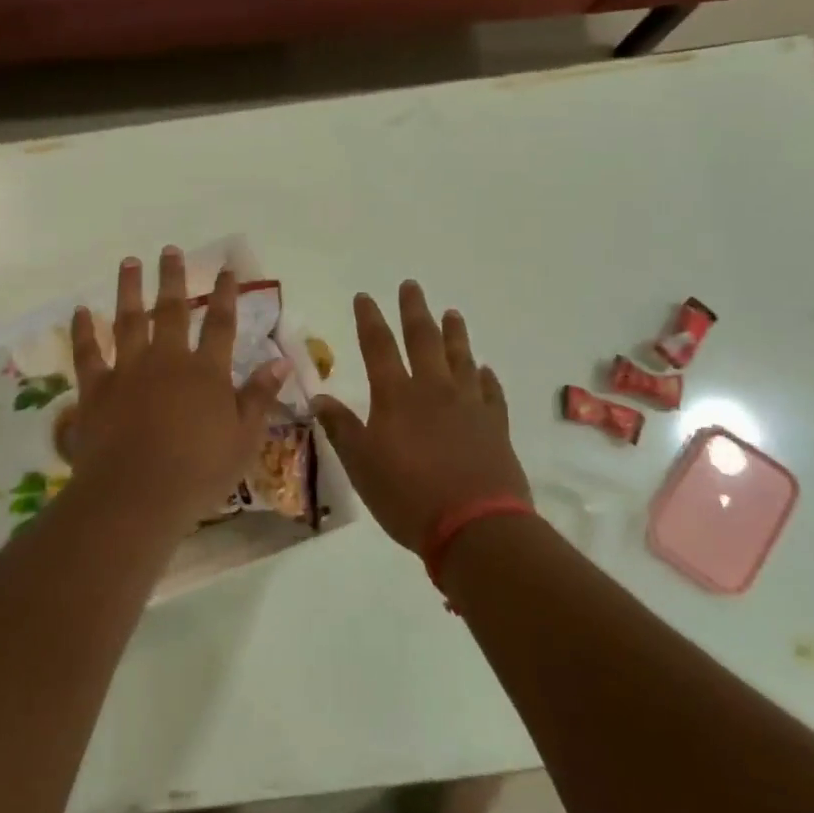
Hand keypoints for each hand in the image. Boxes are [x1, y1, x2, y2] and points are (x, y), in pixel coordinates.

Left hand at [68, 247, 288, 526]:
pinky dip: (83, 330)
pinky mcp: (96, 388)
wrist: (137, 494)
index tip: (227, 269)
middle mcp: (167, 360)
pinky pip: (87, 352)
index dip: (225, 294)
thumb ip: (259, 396)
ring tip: (129, 262)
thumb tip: (281, 361)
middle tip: (170, 249)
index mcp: (206, 372)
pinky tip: (81, 310)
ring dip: (129, 289)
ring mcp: (128, 370)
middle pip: (171, 310)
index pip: (220, 323)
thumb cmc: (199, 472)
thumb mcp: (244, 439)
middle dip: (172, 278)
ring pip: (128, 319)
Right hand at [313, 281, 529, 552]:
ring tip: (452, 313)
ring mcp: (469, 405)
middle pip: (423, 340)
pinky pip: (491, 391)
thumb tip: (318, 397)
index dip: (369, 319)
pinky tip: (484, 369)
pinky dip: (485, 377)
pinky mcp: (496, 425)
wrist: (476, 526)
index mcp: (396, 396)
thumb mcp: (361, 465)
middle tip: (411, 286)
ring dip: (455, 333)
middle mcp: (433, 390)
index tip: (364, 296)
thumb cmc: (408, 496)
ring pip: (461, 358)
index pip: (378, 346)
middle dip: (414, 311)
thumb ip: (341, 428)